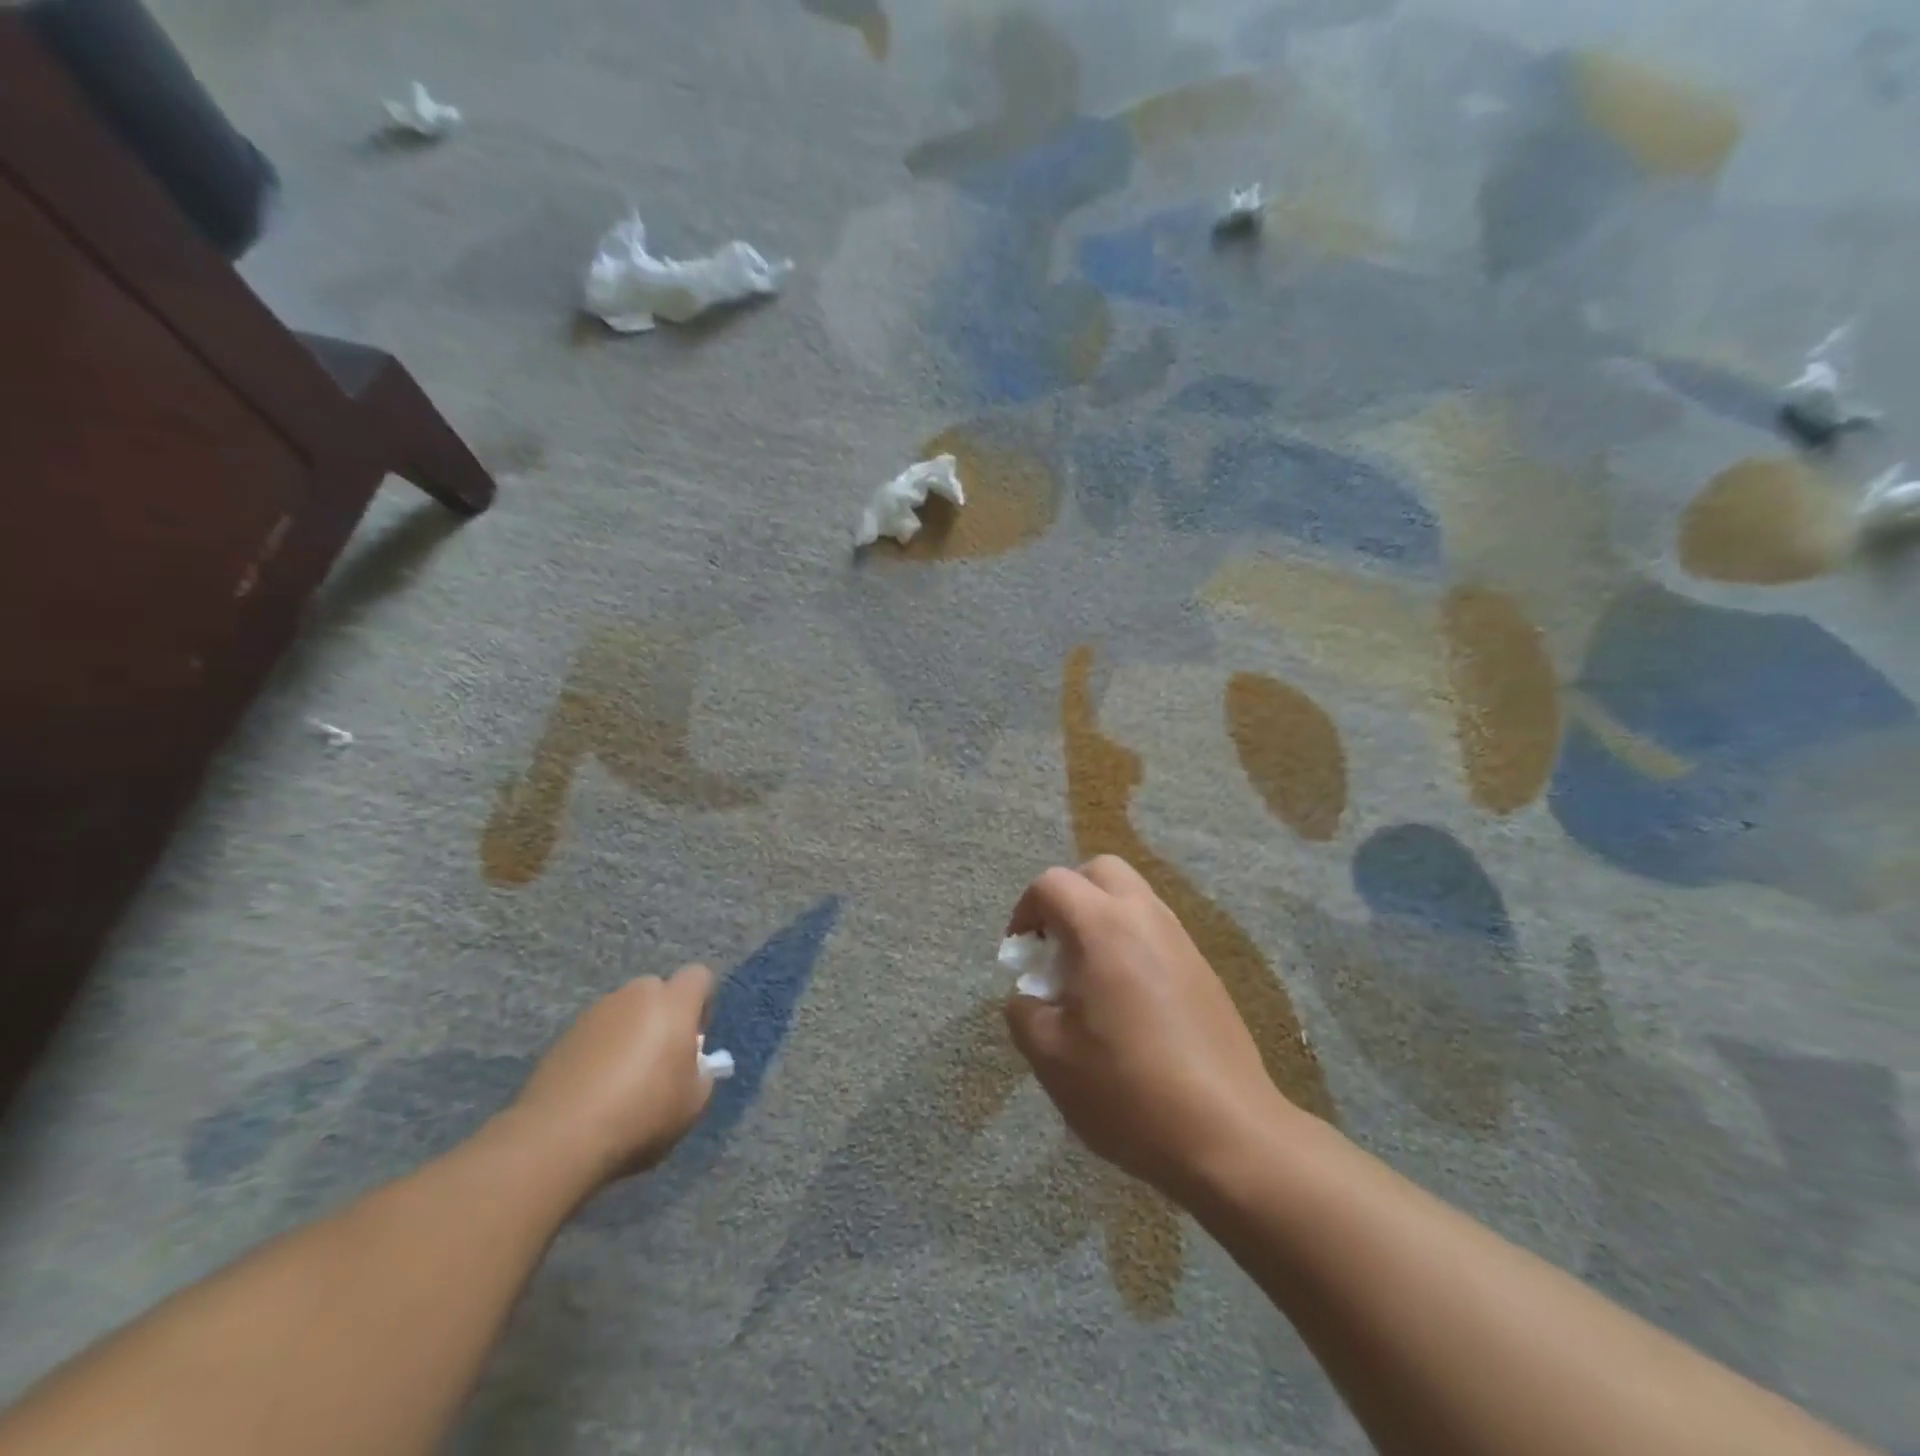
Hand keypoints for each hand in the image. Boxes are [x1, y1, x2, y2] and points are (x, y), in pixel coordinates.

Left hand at [510, 965, 716, 1192]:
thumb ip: (702, 1073)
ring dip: (630, 1034)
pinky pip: (595, 1035)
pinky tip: (595, 1092)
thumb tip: (693, 1066)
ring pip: (624, 1013)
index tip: (695, 1040)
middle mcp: (633, 996)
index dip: (702, 1003)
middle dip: (663, 1016)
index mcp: (672, 1003)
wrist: (559, 1138)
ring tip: (623, 1081)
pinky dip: (601, 1053)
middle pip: (657, 991)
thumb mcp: (694, 1102)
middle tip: (661, 1060)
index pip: (699, 976)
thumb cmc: (642, 1113)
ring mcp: (593, 1014)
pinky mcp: (563, 1038)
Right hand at [1003, 858, 1299, 1198]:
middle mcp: (1145, 917)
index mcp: (1103, 927)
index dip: (1024, 911)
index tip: (1021, 956)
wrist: (1227, 1134)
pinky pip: (1156, 930)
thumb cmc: (1127, 1090)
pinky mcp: (1203, 968)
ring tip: (1088, 976)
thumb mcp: (1051, 1057)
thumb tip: (1029, 996)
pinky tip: (1126, 1000)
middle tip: (1055, 946)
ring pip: (1133, 896)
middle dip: (1068, 895)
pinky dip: (1130, 941)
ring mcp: (1181, 940)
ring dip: (1101, 916)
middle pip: (1100, 870)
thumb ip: (1024, 1013)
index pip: (1052, 883)